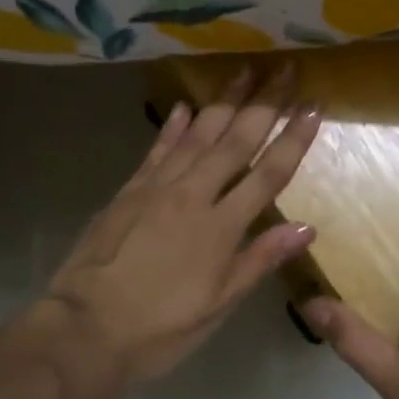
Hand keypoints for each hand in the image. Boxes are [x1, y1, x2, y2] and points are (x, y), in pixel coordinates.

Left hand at [23, 64, 320, 398]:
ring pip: (197, 135)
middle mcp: (193, 195)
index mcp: (221, 228)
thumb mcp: (218, 305)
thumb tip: (307, 227)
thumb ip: (260, 260)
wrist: (85, 329)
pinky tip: (187, 107)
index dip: (293, 140)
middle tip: (283, 68)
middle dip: (263, 103)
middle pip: (235, 141)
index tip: (313, 107)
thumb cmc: (160, 328)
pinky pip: (157, 149)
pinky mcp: (129, 190)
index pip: (267, 174)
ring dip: (223, 102)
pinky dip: (174, 126)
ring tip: (243, 72)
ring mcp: (157, 188)